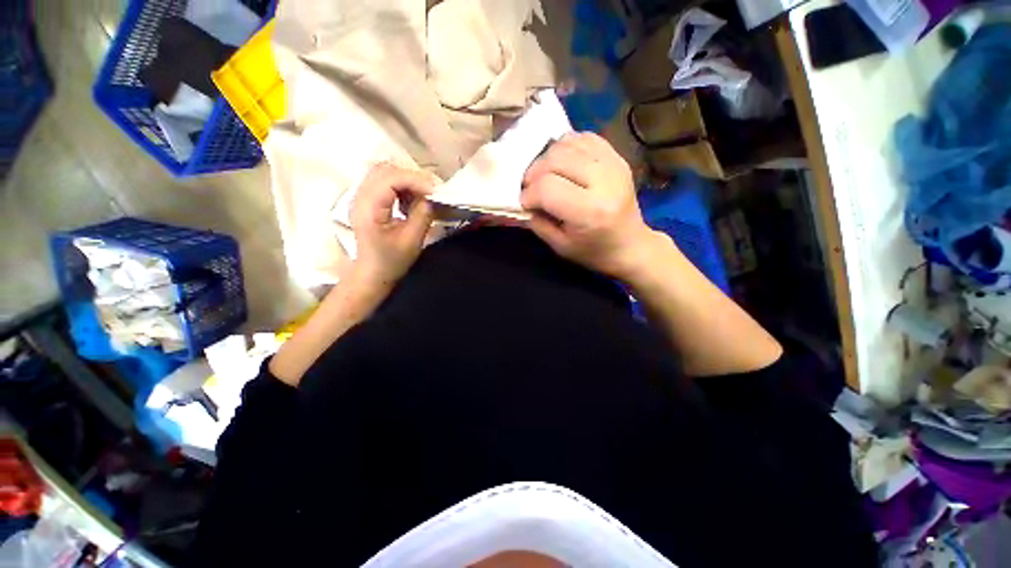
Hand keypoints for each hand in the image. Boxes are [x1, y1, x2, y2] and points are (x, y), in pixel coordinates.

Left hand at [351, 163, 435, 286]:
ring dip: (406, 180)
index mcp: (368, 208)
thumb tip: (432, 197)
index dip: (416, 180)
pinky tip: (410, 200)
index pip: (390, 179)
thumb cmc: (391, 261)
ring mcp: (361, 196)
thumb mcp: (411, 241)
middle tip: (431, 192)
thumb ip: (422, 215)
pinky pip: (384, 181)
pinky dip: (401, 185)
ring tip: (422, 196)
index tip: (436, 192)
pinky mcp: (367, 199)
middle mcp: (360, 196)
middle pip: (385, 169)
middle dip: (412, 177)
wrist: (371, 273)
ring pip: (384, 172)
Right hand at [521, 132, 663, 280]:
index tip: (526, 203)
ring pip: (567, 143)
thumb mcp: (559, 246)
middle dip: (534, 173)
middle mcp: (604, 181)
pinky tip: (563, 165)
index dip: (529, 194)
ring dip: (548, 158)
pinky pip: (583, 137)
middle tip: (531, 188)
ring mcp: (613, 164)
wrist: (631, 245)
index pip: (547, 187)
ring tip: (546, 176)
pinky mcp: (617, 156)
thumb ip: (537, 222)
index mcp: (590, 212)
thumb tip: (522, 199)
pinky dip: (566, 147)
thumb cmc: (594, 251)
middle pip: (555, 159)